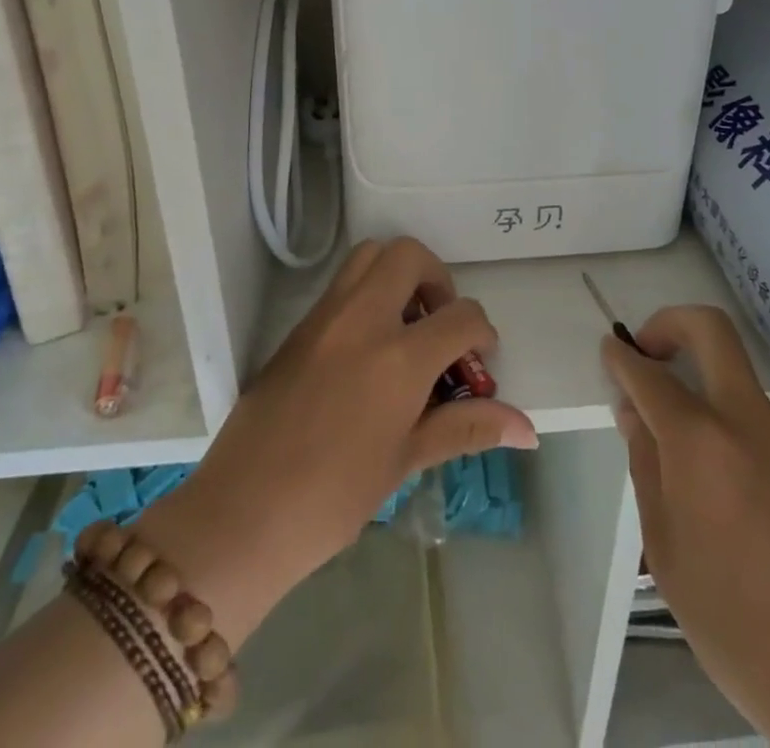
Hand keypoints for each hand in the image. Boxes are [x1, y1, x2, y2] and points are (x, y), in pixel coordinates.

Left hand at [136, 238, 537, 647]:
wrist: (242, 515)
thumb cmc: (333, 498)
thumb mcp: (406, 460)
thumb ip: (466, 428)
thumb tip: (527, 427)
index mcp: (397, 358)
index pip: (460, 316)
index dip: (481, 333)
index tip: (479, 361)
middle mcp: (362, 319)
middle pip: (409, 255)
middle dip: (438, 279)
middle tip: (439, 324)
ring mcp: (324, 316)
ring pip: (369, 256)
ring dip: (397, 274)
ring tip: (406, 326)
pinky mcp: (298, 326)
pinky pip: (341, 285)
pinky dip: (367, 293)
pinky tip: (368, 349)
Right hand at [604, 307, 769, 746]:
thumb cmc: (735, 623)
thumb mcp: (665, 547)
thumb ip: (646, 464)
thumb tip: (634, 411)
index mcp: (701, 440)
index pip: (650, 374)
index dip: (622, 356)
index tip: (609, 348)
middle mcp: (748, 420)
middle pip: (711, 330)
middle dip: (670, 324)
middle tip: (649, 354)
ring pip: (737, 378)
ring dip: (703, 384)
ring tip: (680, 448)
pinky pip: (760, 423)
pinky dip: (731, 427)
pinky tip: (726, 489)